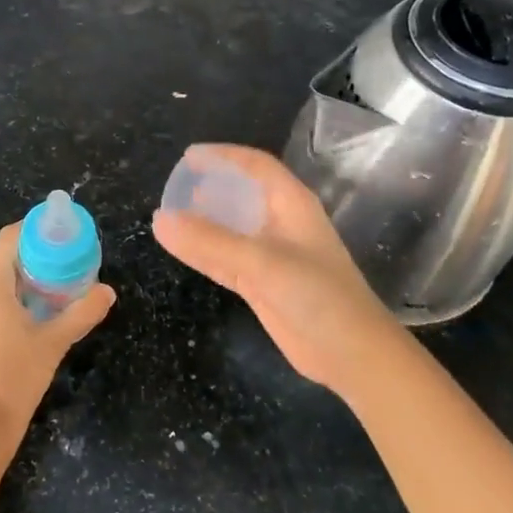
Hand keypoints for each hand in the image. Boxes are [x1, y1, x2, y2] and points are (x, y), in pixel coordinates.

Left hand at [0, 222, 115, 441]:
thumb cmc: (16, 377)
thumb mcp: (54, 343)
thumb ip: (82, 313)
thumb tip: (108, 292)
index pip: (9, 239)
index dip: (33, 230)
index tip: (58, 234)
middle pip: (0, 264)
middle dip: (31, 264)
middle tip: (63, 272)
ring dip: (17, 288)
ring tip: (48, 301)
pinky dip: (1, 308)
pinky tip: (22, 328)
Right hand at [153, 144, 398, 394]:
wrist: (352, 356)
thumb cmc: (318, 296)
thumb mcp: (262, 263)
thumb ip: (210, 242)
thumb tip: (160, 219)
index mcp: (291, 205)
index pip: (255, 166)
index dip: (223, 156)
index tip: (188, 157)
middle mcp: (281, 224)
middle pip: (242, 193)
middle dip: (210, 186)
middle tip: (174, 186)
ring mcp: (272, 256)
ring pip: (231, 228)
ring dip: (204, 220)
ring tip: (170, 213)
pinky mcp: (263, 284)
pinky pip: (226, 258)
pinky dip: (203, 252)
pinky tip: (179, 248)